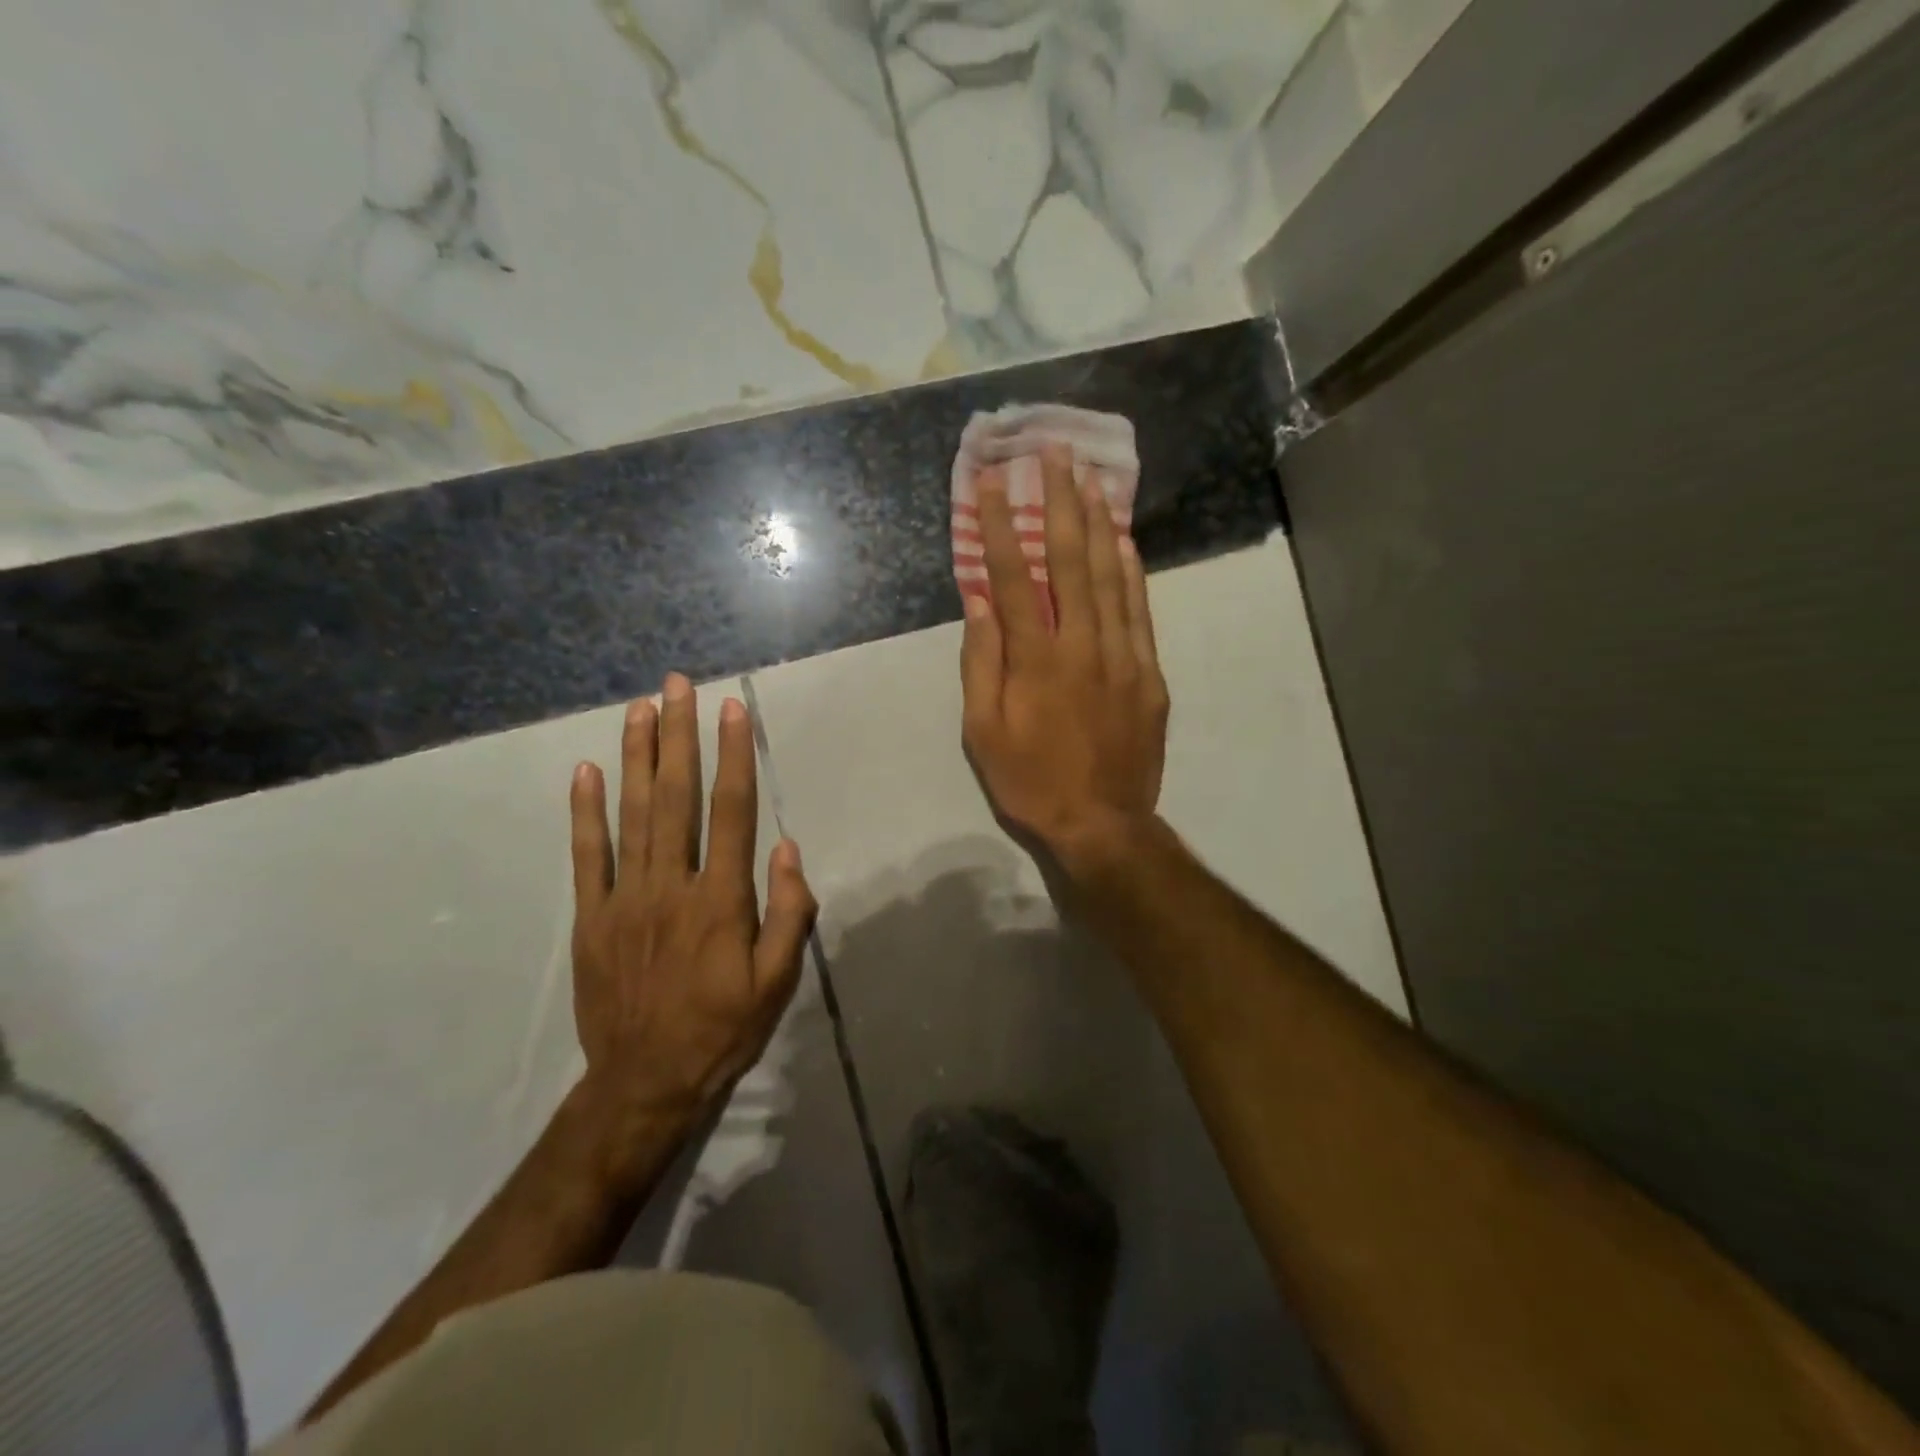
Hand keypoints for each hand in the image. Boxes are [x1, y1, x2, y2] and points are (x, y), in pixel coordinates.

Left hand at [567, 674, 816, 1137]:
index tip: (732, 709)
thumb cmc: (723, 1029)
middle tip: (677, 685)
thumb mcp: (778, 981)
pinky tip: (586, 772)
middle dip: (679, 735)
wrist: (645, 1083)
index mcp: (721, 899)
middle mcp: (672, 885)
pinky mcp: (590, 919)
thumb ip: (789, 913)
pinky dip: (585, 813)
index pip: (731, 810)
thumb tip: (788, 849)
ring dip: (637, 756)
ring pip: (632, 814)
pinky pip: (586, 857)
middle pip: (676, 796)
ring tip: (640, 708)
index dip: (734, 755)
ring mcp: (624, 899)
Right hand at [960, 446, 1169, 879]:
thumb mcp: (984, 731)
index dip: (1003, 525)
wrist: (1102, 823)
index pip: (1015, 577)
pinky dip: (1132, 570)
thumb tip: (979, 598)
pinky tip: (1124, 539)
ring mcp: (1123, 656)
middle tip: (1055, 453)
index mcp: (1036, 660)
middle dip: (1061, 502)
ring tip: (1090, 477)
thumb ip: (982, 661)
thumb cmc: (1030, 781)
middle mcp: (1082, 645)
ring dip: (1099, 523)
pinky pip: (1140, 610)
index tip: (994, 481)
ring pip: (1112, 576)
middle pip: (1072, 561)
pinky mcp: (1149, 673)